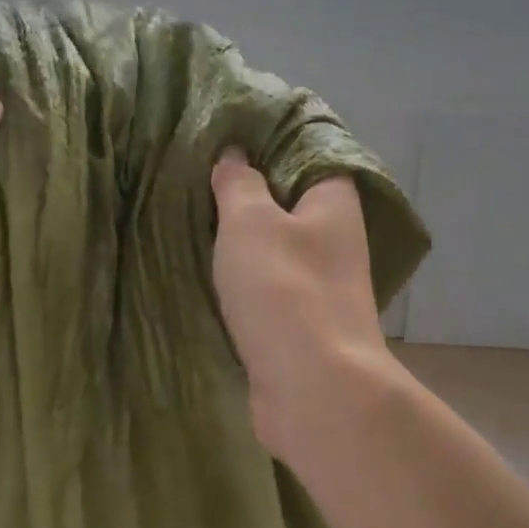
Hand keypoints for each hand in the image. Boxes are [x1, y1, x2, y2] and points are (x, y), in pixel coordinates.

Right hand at [210, 150, 397, 461]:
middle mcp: (335, 242)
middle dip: (248, 194)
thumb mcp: (251, 222)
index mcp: (335, 204)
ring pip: (276, 251)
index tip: (225, 138)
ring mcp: (320, 288)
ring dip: (242, 242)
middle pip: (289, 205)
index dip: (269, 144)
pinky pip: (268, 290)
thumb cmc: (284, 290)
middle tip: (198, 178)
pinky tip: (209, 274)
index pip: (308, 156)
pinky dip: (243, 281)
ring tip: (193, 220)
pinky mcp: (301, 326)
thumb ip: (239, 184)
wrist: (312, 389)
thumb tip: (235, 156)